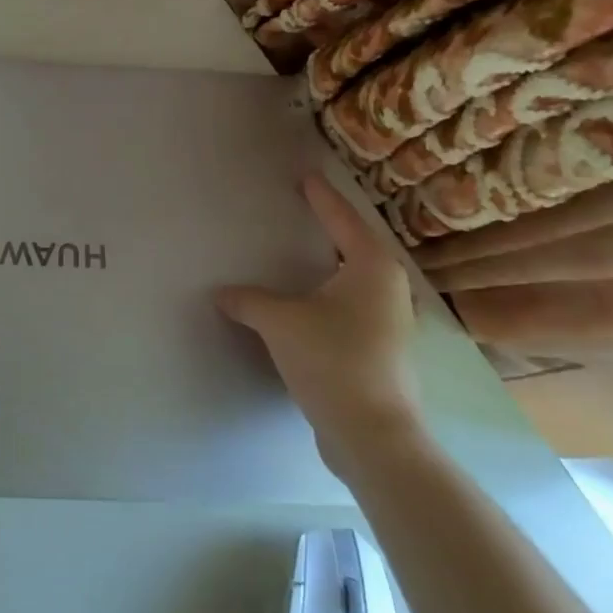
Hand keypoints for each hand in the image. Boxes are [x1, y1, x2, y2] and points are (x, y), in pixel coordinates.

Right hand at [215, 172, 423, 475]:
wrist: (373, 435)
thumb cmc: (332, 361)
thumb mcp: (280, 323)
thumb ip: (249, 301)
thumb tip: (221, 293)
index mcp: (372, 268)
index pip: (342, 219)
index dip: (321, 197)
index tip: (306, 177)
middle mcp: (390, 288)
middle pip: (358, 245)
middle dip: (333, 227)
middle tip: (306, 208)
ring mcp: (392, 321)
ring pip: (359, 278)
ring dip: (334, 263)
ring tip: (307, 251)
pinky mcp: (384, 349)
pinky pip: (355, 303)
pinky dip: (333, 292)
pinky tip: (311, 300)